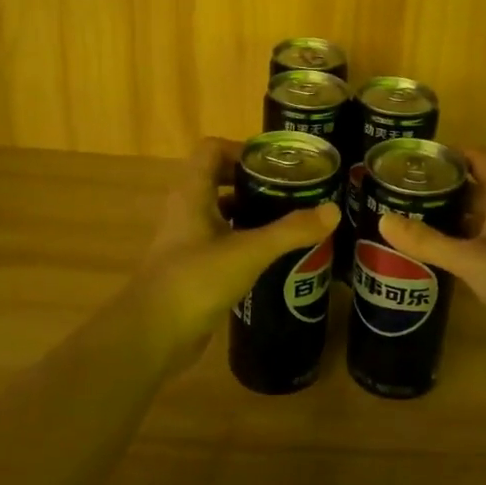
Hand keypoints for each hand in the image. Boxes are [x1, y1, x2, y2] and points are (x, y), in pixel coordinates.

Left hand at [129, 138, 339, 364]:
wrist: (152, 335)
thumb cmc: (195, 279)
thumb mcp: (248, 252)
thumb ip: (290, 231)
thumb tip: (333, 211)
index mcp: (192, 193)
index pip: (212, 149)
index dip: (242, 149)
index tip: (277, 164)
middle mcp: (186, 210)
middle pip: (219, 179)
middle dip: (255, 182)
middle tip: (292, 191)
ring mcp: (187, 241)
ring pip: (222, 213)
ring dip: (252, 213)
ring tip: (290, 221)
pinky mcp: (192, 268)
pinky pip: (222, 243)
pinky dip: (245, 242)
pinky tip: (272, 257)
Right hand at [377, 149, 485, 362]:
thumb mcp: (472, 260)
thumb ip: (427, 241)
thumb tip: (382, 220)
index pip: (477, 157)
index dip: (447, 153)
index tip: (410, 159)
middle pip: (473, 186)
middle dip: (438, 186)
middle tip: (396, 190)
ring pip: (475, 217)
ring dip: (445, 216)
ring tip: (404, 218)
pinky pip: (479, 243)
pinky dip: (456, 243)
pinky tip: (429, 253)